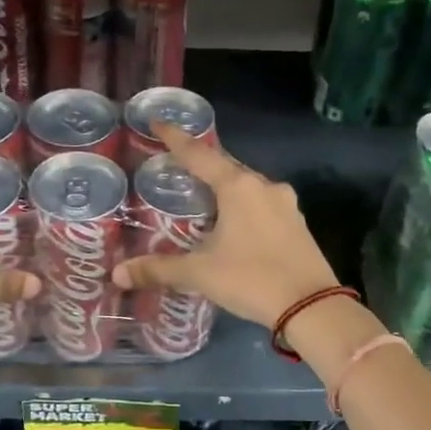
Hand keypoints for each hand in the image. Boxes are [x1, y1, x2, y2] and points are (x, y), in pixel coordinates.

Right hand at [113, 124, 339, 328]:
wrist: (312, 307)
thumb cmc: (251, 279)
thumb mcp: (200, 273)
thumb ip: (159, 270)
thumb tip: (118, 274)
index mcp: (238, 187)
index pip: (199, 154)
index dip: (176, 139)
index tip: (159, 122)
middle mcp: (264, 186)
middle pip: (226, 167)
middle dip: (202, 166)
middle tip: (178, 167)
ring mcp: (286, 205)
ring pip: (247, 186)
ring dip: (225, 188)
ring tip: (203, 198)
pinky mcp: (298, 224)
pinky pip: (262, 205)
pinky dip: (243, 207)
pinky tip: (234, 224)